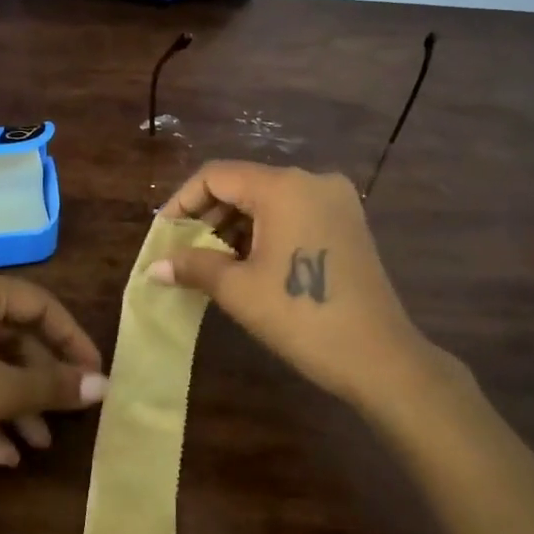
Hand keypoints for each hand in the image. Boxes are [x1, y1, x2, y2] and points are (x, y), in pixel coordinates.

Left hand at [0, 270, 106, 500]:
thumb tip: (103, 385)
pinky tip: (0, 455)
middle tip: (69, 415)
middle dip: (42, 380)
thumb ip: (50, 386)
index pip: (40, 305)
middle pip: (14, 335)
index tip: (96, 377)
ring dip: (15, 402)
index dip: (73, 341)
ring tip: (39, 445)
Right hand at [151, 162, 459, 410]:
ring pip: (269, 199)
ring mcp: (336, 200)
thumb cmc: (302, 317)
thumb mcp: (238, 290)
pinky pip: (293, 212)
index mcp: (283, 187)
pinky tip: (249, 262)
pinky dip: (265, 230)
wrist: (380, 358)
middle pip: (244, 183)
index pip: (216, 176)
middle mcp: (312, 180)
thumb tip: (153, 266)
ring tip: (212, 261)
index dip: (183, 202)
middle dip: (208, 215)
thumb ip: (193, 266)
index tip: (164, 234)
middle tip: (184, 250)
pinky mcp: (348, 222)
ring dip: (236, 224)